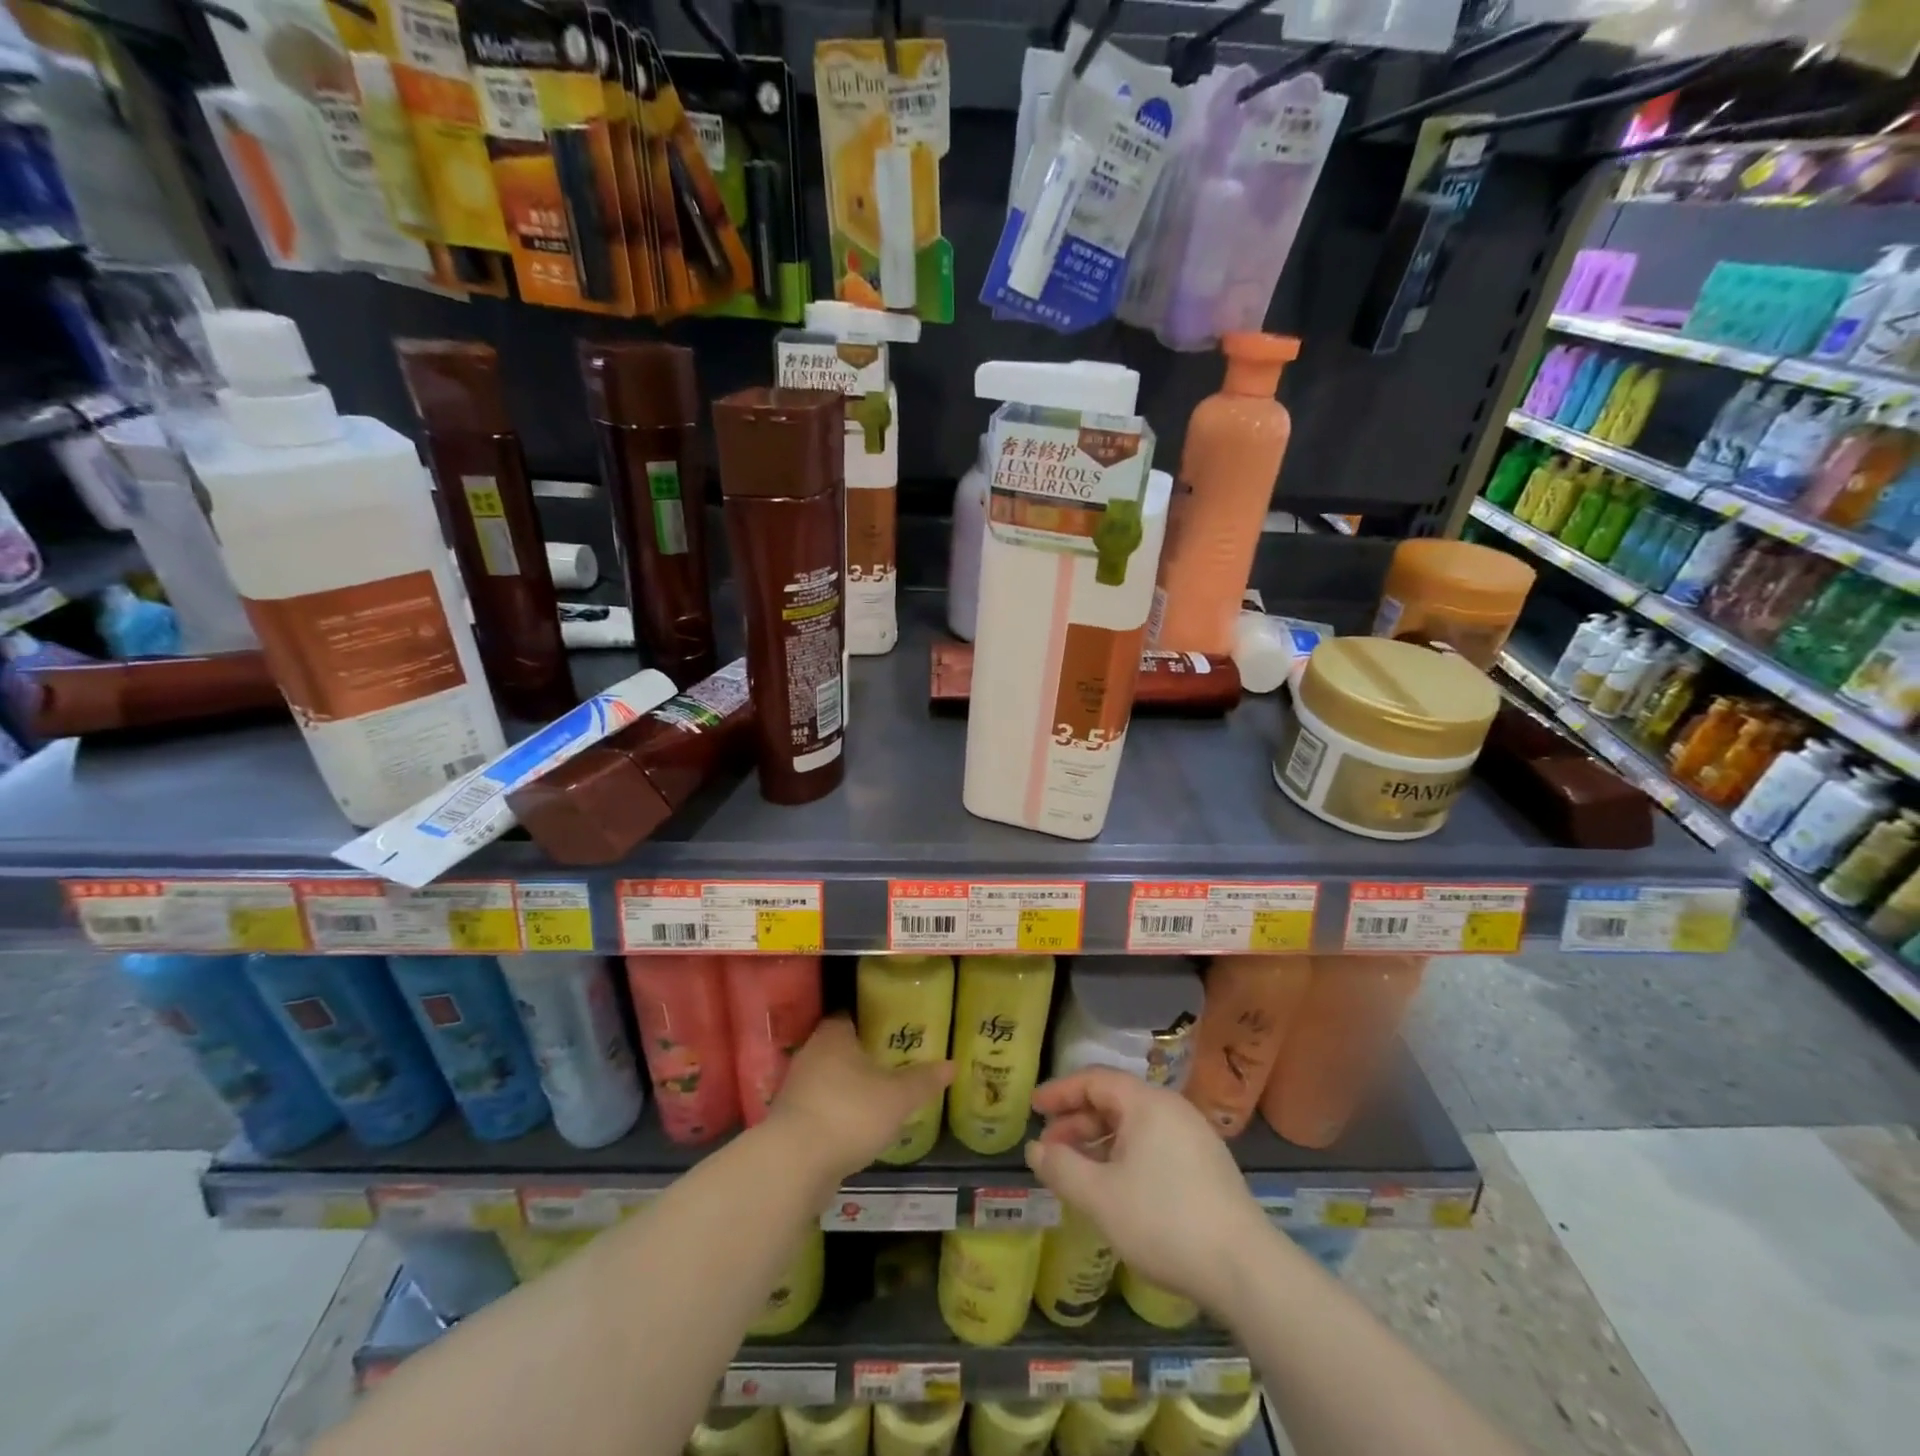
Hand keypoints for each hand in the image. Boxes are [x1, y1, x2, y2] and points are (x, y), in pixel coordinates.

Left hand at [768, 1017, 952, 1182]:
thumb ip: (924, 1080)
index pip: (850, 1015)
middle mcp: (810, 1054)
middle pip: (839, 1047)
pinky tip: (856, 1127)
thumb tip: (952, 1064)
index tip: (891, 1028)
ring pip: (828, 1078)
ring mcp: (796, 1088)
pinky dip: (836, 1113)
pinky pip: (819, 1107)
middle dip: (862, 1055)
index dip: (871, 1019)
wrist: (794, 1164)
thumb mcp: (898, 1097)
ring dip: (848, 1087)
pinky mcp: (791, 1121)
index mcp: (833, 1035)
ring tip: (878, 1097)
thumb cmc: (850, 1113)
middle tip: (892, 1063)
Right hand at [1025, 1069, 1268, 1312]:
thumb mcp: (1101, 1197)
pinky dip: (1124, 1155)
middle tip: (1050, 1150)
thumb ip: (1062, 1168)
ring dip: (1099, 1142)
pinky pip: (1153, 1144)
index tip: (1033, 1108)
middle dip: (1077, 1122)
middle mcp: (1171, 1108)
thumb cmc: (1164, 1221)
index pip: (1094, 1080)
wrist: (1246, 1270)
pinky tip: (1115, 1187)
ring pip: (1134, 1125)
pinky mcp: (1207, 1165)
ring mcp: (1193, 1135)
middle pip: (1114, 1101)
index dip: (1059, 1092)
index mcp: (1147, 1102)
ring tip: (1077, 1172)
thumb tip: (1035, 1149)